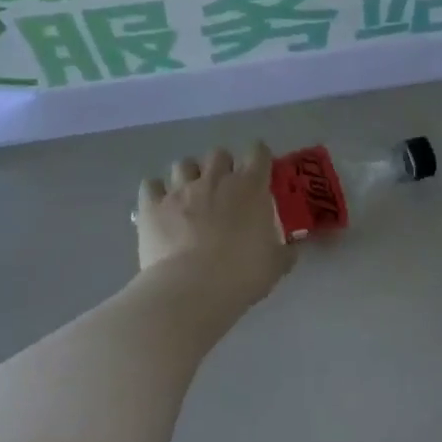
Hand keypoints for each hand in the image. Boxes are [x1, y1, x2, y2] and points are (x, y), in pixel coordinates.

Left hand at [136, 143, 292, 310]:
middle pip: (218, 154)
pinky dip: (156, 192)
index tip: (260, 170)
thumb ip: (284, 252)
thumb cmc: (242, 274)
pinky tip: (160, 206)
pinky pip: (150, 185)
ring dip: (189, 175)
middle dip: (222, 166)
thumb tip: (291, 250)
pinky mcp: (151, 206)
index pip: (258, 153)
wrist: (192, 289)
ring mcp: (180, 190)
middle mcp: (215, 179)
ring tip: (190, 195)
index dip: (259, 158)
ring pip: (183, 164)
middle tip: (224, 188)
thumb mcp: (276, 265)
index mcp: (250, 187)